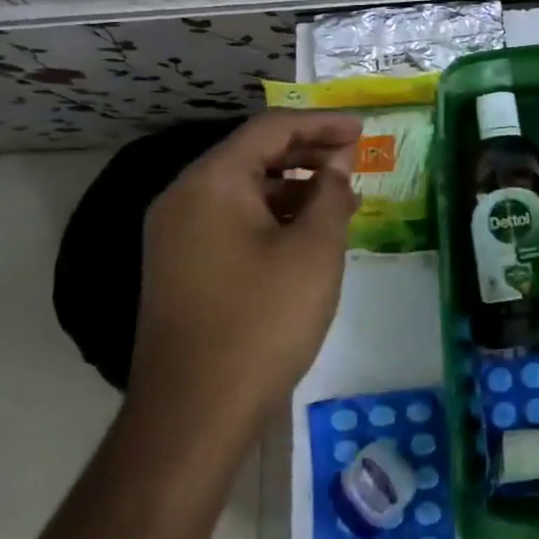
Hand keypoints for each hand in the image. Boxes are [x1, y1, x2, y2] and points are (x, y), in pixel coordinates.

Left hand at [131, 111, 361, 429]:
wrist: (193, 415)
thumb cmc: (262, 321)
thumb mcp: (314, 251)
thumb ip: (330, 195)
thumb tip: (335, 167)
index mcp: (211, 182)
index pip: (270, 129)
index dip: (321, 124)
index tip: (361, 129)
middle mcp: (184, 198)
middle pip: (252, 155)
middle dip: (307, 152)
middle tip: (354, 159)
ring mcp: (177, 235)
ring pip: (243, 190)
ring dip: (293, 187)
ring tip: (340, 198)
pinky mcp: (181, 267)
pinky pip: (232, 221)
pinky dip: (272, 217)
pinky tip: (306, 234)